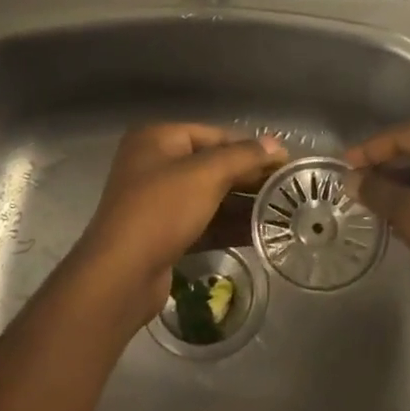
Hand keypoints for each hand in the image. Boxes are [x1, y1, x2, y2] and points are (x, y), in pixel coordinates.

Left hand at [72, 123, 287, 332]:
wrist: (121, 275)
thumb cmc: (161, 211)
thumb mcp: (206, 175)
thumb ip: (243, 156)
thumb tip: (276, 143)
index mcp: (157, 139)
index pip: (215, 135)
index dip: (251, 147)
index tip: (285, 162)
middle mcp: (155, 165)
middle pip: (213, 165)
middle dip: (249, 177)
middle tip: (288, 189)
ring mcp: (158, 201)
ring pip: (210, 196)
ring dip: (243, 204)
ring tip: (282, 212)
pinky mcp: (164, 234)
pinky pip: (204, 222)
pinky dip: (229, 226)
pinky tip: (261, 233)